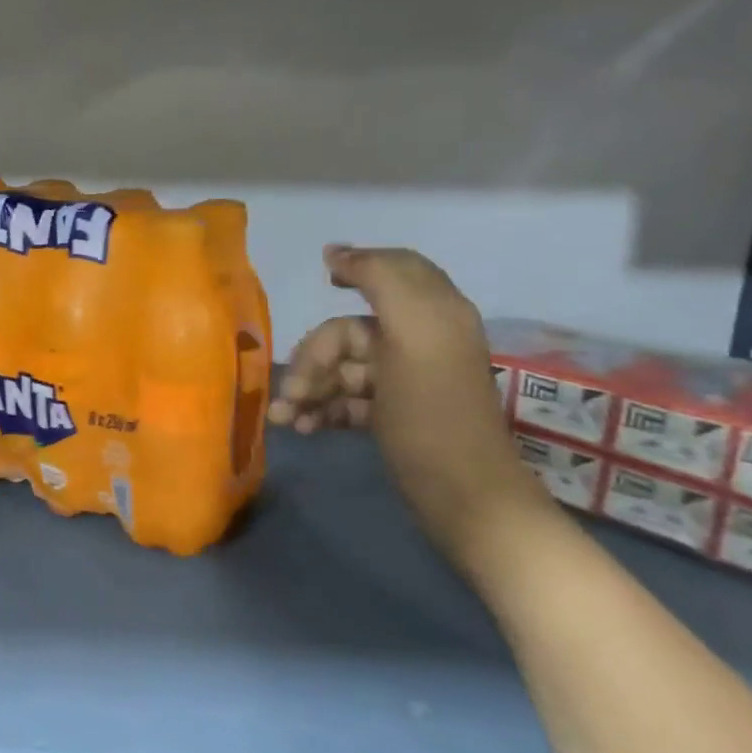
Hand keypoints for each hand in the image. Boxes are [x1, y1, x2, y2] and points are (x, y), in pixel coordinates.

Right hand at [269, 246, 551, 569]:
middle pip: (350, 329)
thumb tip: (336, 252)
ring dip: (309, 388)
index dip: (358, 268)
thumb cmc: (433, 414)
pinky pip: (345, 398)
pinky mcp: (390, 415)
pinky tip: (303, 428)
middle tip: (292, 390)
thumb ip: (380, 281)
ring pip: (341, 368)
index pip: (393, 270)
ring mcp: (403, 381)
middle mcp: (418, 341)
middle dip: (314, 357)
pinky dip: (320, 410)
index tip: (323, 282)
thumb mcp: (412, 336)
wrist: (465, 501)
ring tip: (286, 418)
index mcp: (432, 315)